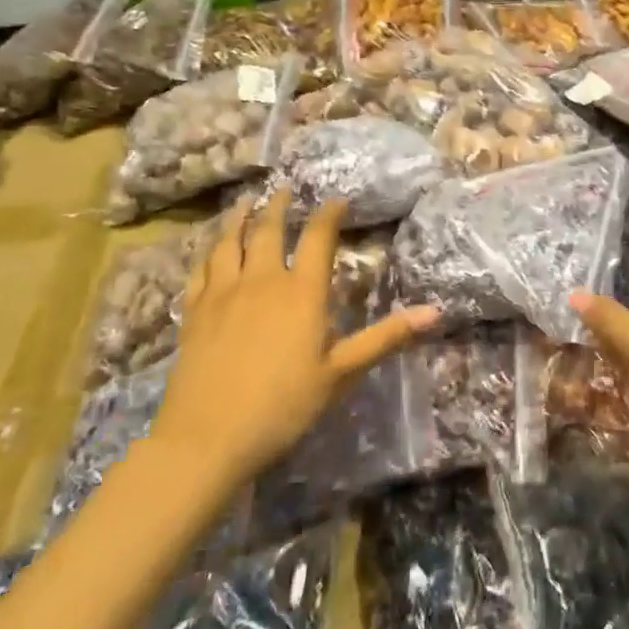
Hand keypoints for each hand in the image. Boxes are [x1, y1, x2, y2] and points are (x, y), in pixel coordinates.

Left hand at [152, 195, 437, 487]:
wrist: (206, 438)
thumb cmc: (283, 406)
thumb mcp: (341, 374)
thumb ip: (385, 338)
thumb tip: (435, 312)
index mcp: (301, 292)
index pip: (317, 238)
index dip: (329, 214)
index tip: (338, 199)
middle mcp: (262, 281)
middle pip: (268, 230)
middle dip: (279, 206)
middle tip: (284, 189)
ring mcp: (222, 294)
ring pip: (228, 243)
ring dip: (238, 219)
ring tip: (244, 203)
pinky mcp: (193, 314)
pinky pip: (200, 271)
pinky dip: (207, 253)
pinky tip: (208, 251)